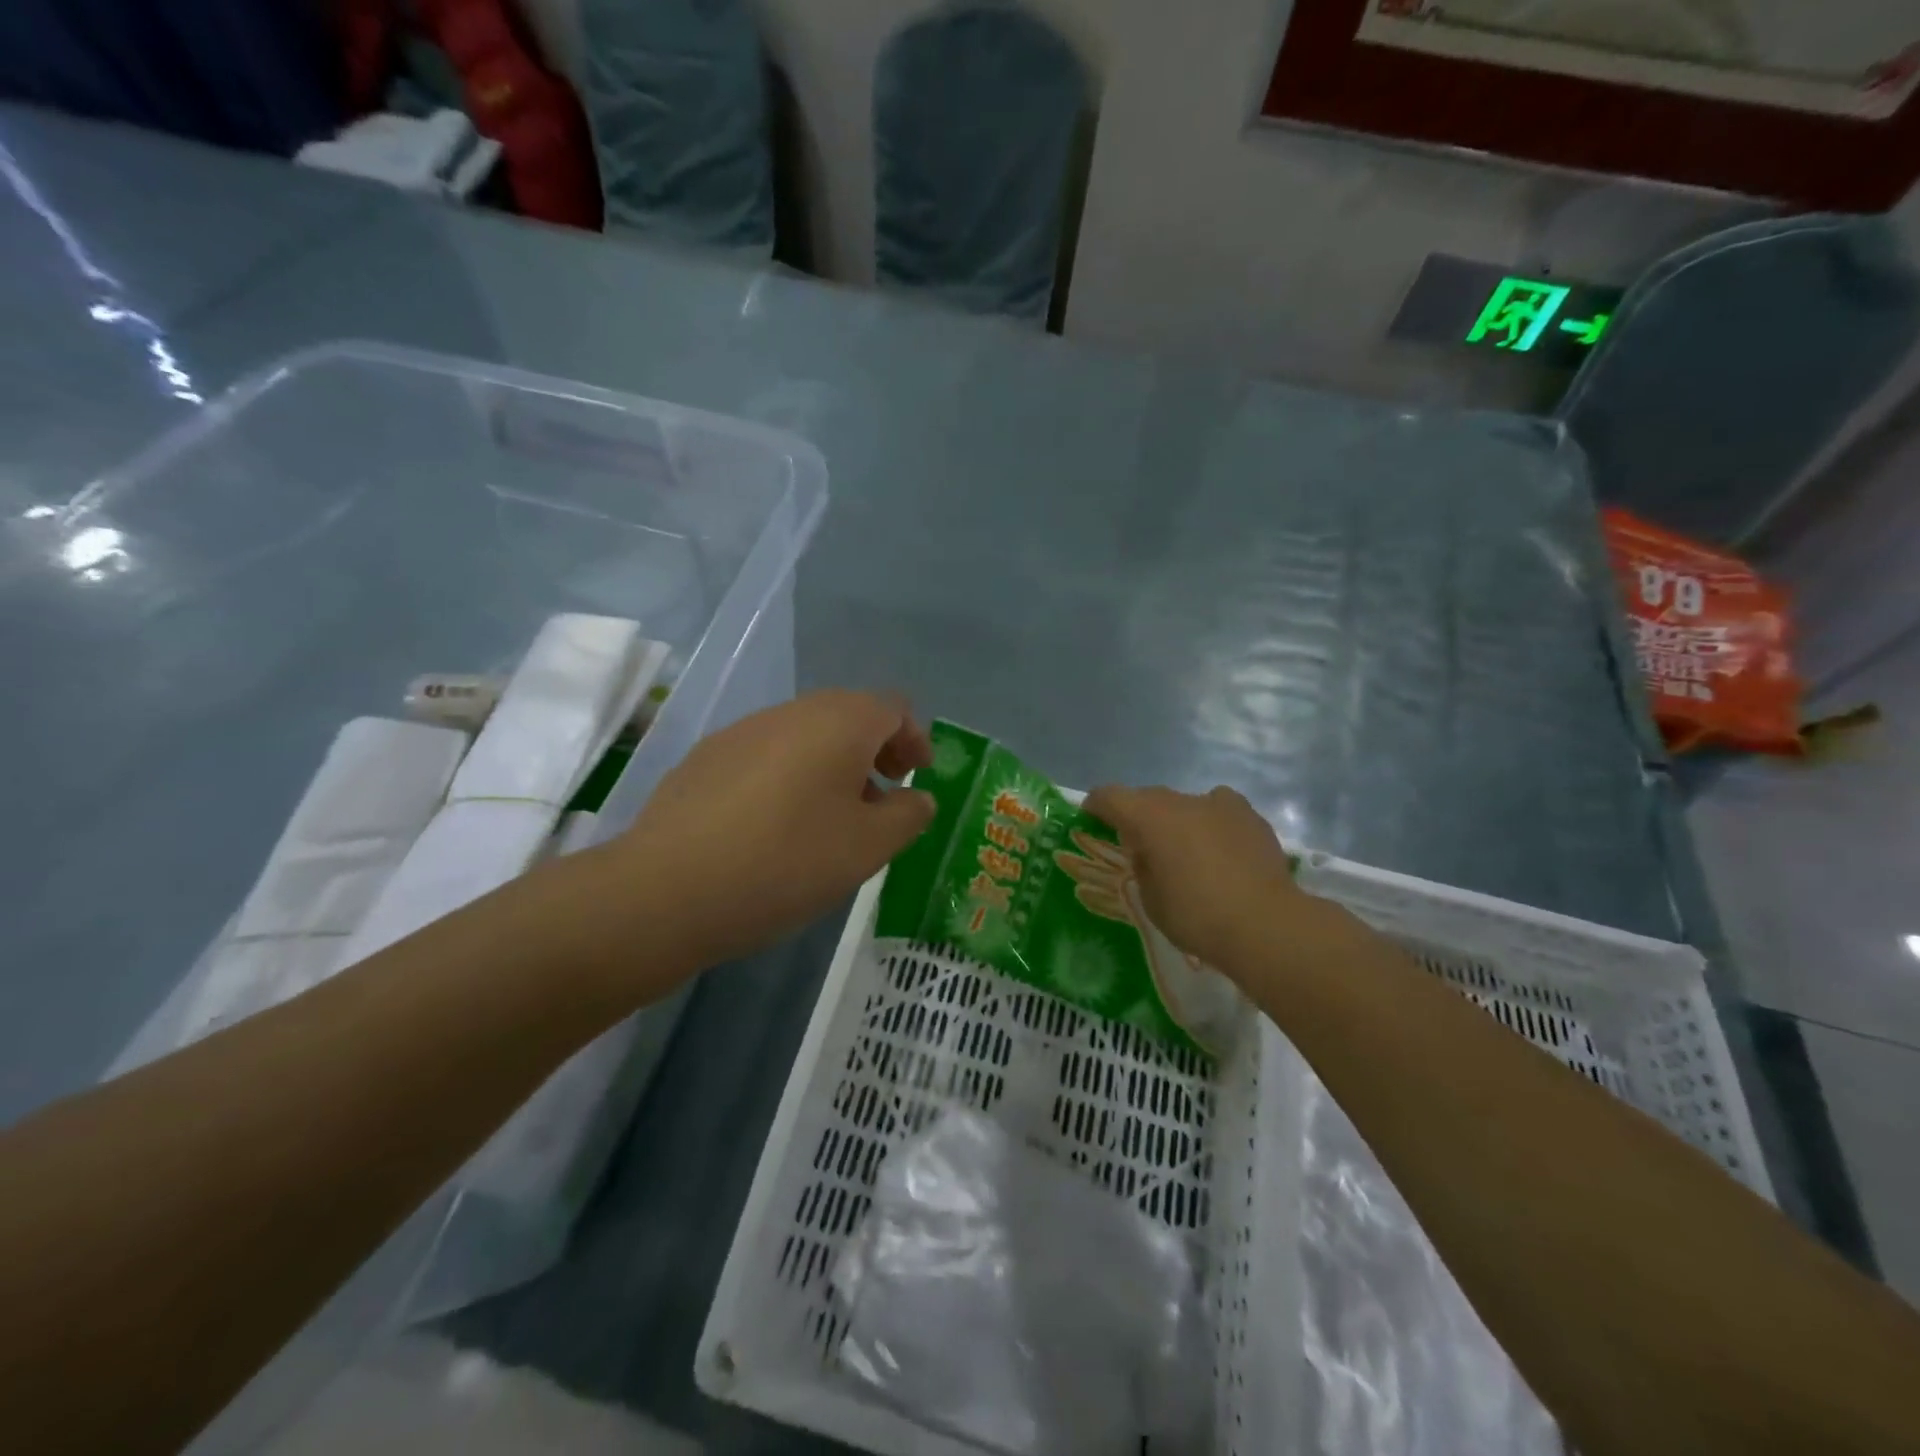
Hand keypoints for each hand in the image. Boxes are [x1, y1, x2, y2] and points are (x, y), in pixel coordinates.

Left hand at [573, 691, 934, 990]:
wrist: (667, 889)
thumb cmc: (786, 862)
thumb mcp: (868, 848)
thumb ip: (908, 816)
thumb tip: (917, 798)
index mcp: (839, 722)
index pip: (893, 708)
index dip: (914, 739)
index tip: (916, 777)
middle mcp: (792, 712)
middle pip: (848, 715)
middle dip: (875, 751)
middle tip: (882, 797)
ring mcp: (743, 731)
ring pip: (805, 734)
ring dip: (832, 764)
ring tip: (831, 817)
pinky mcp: (706, 757)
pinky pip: (767, 754)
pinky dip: (790, 776)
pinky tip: (777, 825)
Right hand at [1082, 784, 1335, 985]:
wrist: (1266, 925)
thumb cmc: (1196, 916)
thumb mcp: (1151, 899)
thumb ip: (1144, 866)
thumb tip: (1150, 853)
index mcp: (1149, 817)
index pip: (1110, 796)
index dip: (1097, 805)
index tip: (1092, 817)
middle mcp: (1182, 801)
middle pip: (1149, 798)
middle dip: (1139, 816)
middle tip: (1139, 846)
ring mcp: (1220, 805)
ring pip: (1187, 804)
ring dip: (1178, 820)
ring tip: (1185, 850)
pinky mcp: (1251, 817)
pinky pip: (1220, 812)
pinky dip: (1212, 825)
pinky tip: (1221, 853)